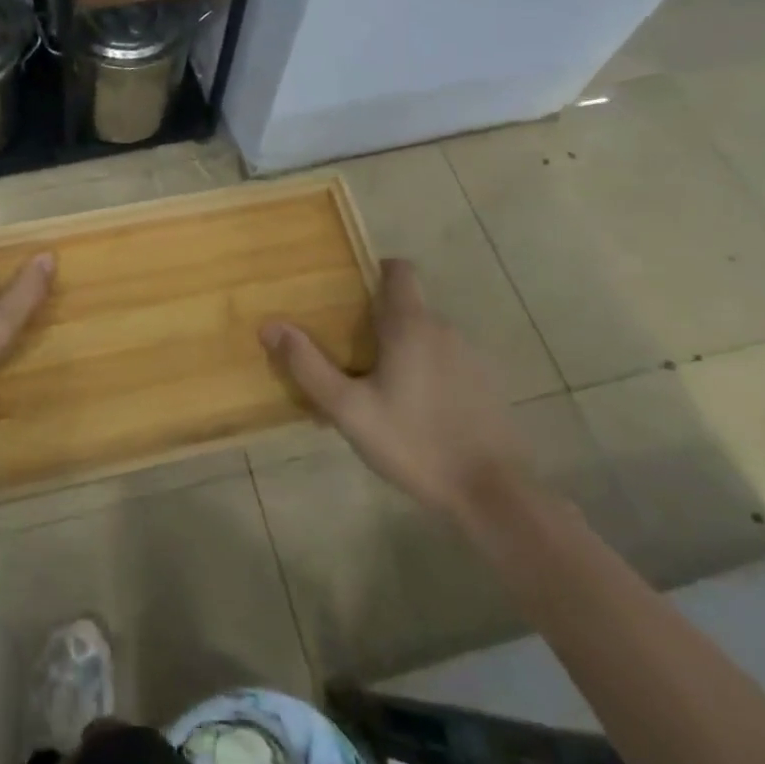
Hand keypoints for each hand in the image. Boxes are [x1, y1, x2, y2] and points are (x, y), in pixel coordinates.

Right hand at [261, 258, 532, 518]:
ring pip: (425, 337)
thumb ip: (308, 366)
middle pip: (406, 306)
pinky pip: (444, 362)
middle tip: (343, 352)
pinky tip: (409, 412)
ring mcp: (470, 358)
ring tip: (372, 388)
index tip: (347, 294)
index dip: (373, 271)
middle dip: (374, 320)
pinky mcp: (485, 386)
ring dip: (399, 349)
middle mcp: (445, 330)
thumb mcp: (349, 409)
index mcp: (412, 325)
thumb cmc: (415, 442)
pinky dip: (423, 372)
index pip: (399, 270)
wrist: (493, 494)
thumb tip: (270, 326)